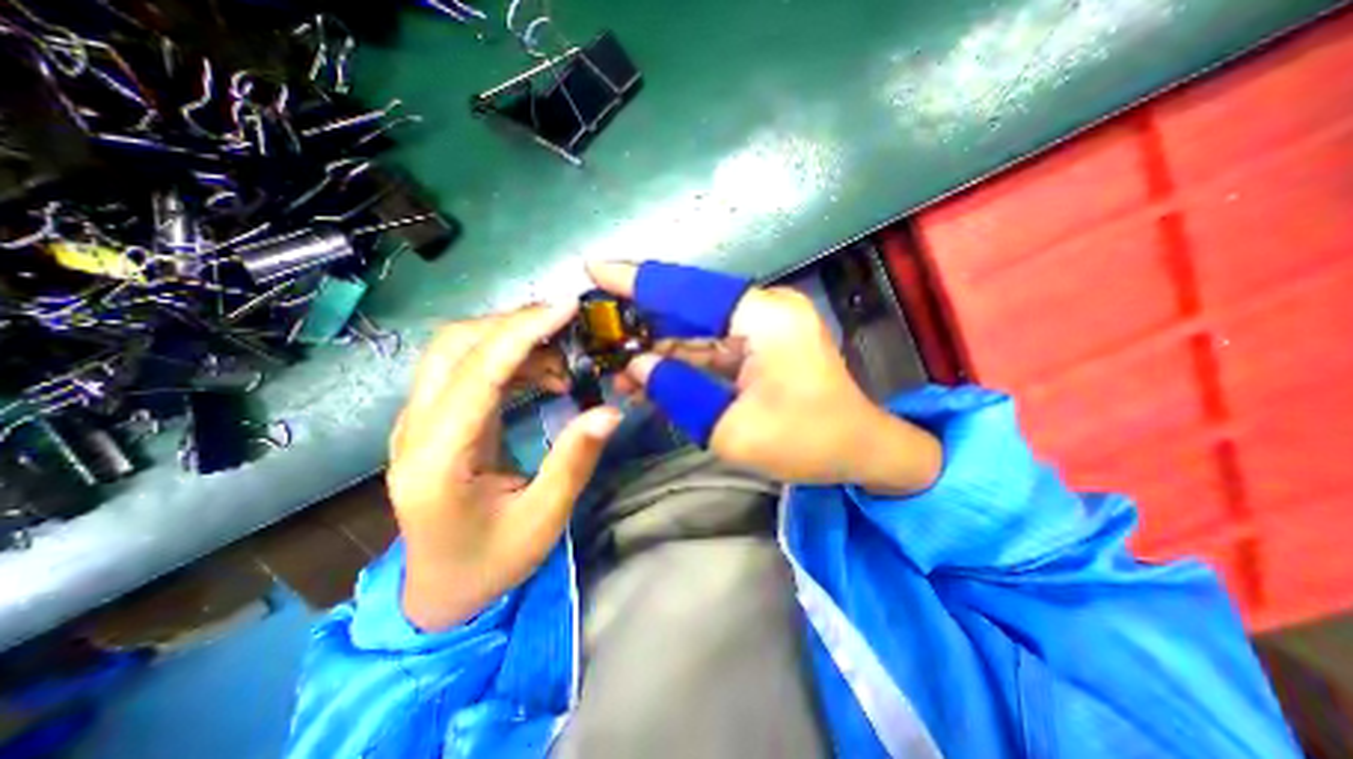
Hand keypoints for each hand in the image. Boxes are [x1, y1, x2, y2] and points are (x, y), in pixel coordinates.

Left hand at [386, 303, 622, 626]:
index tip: (567, 309)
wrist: (440, 590)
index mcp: (437, 460)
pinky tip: (546, 375)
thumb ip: (574, 460)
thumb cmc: (491, 562)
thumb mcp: (543, 519)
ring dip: (514, 339)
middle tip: (568, 325)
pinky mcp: (435, 420)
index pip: (477, 373)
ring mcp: (418, 421)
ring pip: (458, 350)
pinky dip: (511, 359)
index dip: (522, 332)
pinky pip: (469, 369)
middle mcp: (415, 429)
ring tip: (565, 359)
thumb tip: (610, 411)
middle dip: (514, 323)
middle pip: (454, 345)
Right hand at [592, 262, 942, 493]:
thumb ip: (679, 391)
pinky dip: (682, 360)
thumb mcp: (732, 428)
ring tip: (618, 367)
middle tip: (598, 331)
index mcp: (765, 318)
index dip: (638, 280)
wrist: (861, 450)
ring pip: (697, 329)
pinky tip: (650, 376)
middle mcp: (765, 310)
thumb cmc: (806, 442)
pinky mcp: (762, 344)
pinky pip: (712, 346)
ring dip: (659, 348)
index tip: (594, 271)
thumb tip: (638, 365)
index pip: (689, 290)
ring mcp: (765, 326)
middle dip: (643, 321)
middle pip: (689, 307)